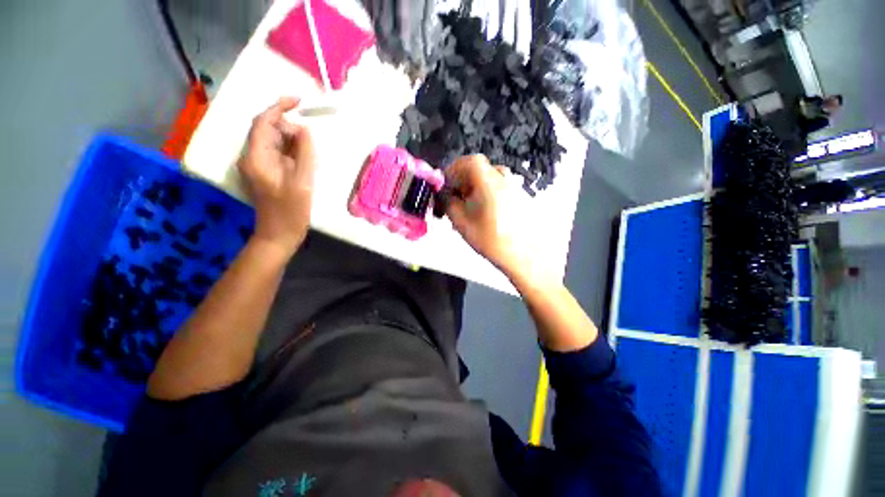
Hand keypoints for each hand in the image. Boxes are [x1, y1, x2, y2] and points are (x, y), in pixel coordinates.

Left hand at [238, 97, 316, 255]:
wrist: (279, 235)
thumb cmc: (291, 212)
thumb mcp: (303, 182)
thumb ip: (304, 153)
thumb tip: (304, 130)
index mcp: (256, 157)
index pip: (263, 122)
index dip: (279, 107)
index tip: (299, 100)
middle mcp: (251, 157)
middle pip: (269, 131)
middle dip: (290, 130)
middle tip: (311, 145)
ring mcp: (257, 166)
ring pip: (275, 143)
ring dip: (293, 143)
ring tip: (310, 158)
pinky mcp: (265, 173)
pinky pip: (278, 154)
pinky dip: (292, 153)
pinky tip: (304, 164)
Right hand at [445, 155, 522, 274]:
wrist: (524, 256)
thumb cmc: (490, 238)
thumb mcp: (461, 221)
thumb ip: (448, 202)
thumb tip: (443, 192)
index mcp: (489, 180)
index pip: (469, 161)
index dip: (454, 171)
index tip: (446, 187)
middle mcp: (504, 178)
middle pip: (478, 171)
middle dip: (462, 183)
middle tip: (454, 203)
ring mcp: (514, 186)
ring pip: (487, 181)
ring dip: (473, 191)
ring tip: (467, 212)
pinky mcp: (520, 197)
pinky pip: (498, 189)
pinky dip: (486, 196)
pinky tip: (483, 216)